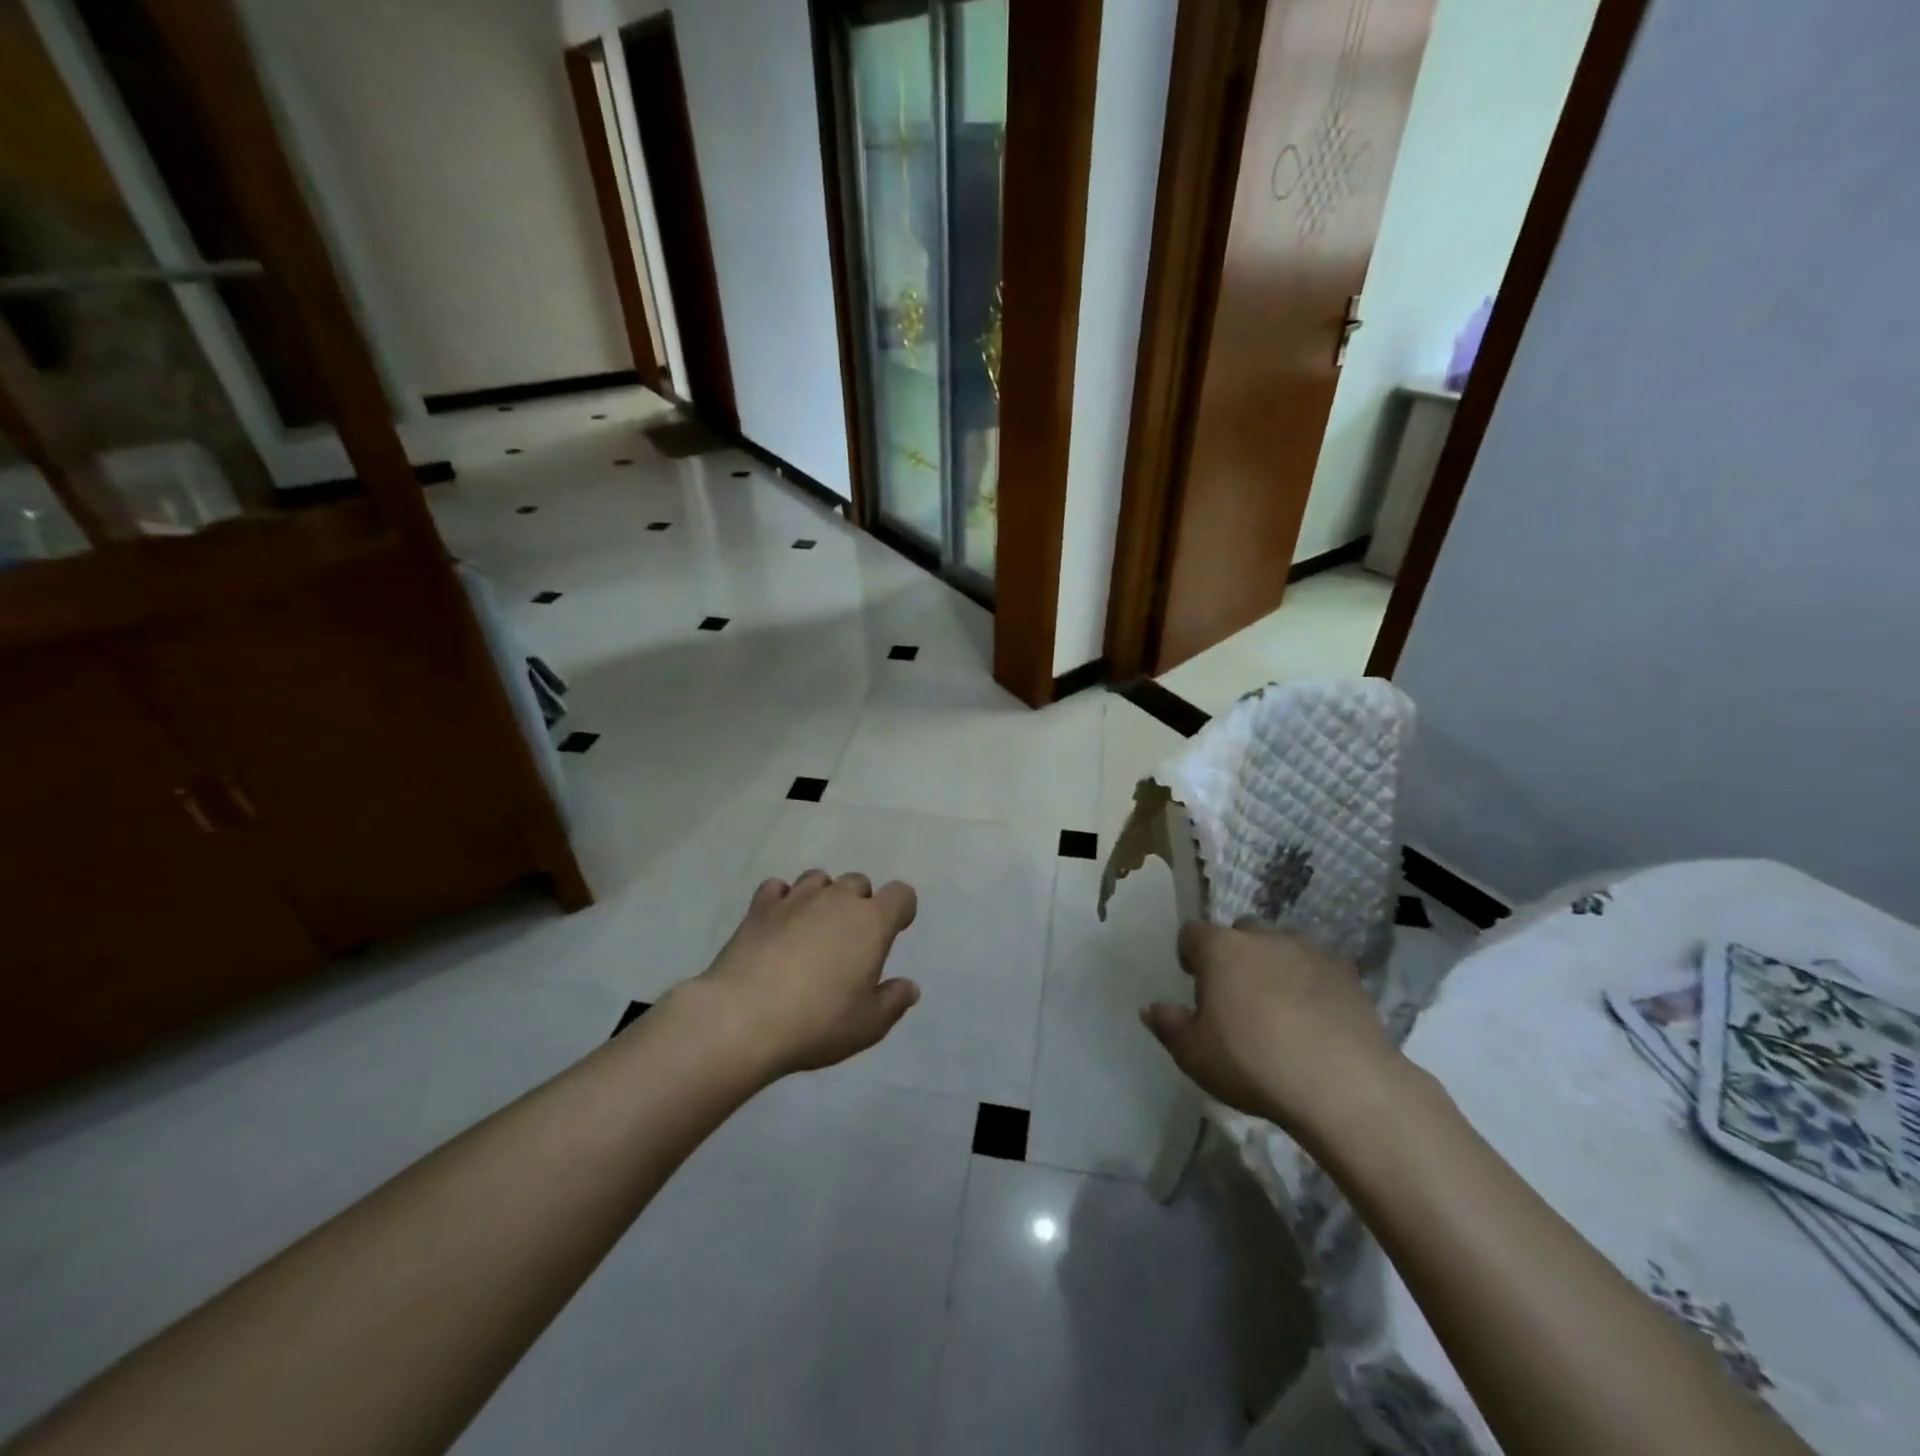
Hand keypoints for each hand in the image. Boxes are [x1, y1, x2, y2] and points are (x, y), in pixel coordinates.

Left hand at [689, 869, 920, 1077]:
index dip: (901, 909)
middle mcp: (837, 900)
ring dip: (823, 896)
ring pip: (818, 878)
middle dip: (860, 903)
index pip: (901, 894)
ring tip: (813, 928)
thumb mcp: (868, 1025)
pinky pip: (777, 887)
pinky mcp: (760, 907)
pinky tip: (778, 924)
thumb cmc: (817, 1022)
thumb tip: (908, 986)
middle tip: (850, 940)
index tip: (894, 931)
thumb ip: (893, 1002)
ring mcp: (796, 899)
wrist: (743, 1019)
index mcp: (872, 922)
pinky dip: (782, 899)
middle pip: (858, 882)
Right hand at [1141, 920, 1406, 1147]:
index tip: (1195, 984)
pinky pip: (1319, 967)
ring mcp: (1309, 950)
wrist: (1342, 1085)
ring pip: (1282, 946)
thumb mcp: (1194, 1055)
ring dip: (1275, 965)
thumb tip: (1151, 1008)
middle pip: (1240, 932)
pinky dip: (1313, 983)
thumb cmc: (1252, 1063)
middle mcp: (1263, 937)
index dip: (1190, 954)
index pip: (1192, 933)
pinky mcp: (1348, 972)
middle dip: (1235, 955)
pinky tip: (1316, 1018)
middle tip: (1237, 997)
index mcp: (1220, 948)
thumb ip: (1169, 1026)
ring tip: (1280, 1006)